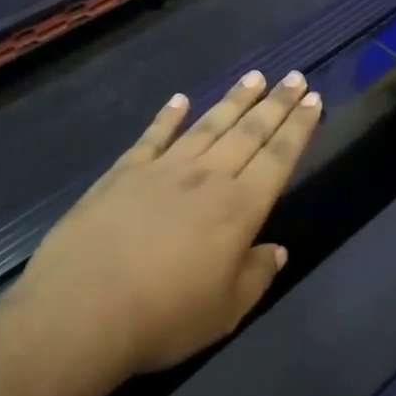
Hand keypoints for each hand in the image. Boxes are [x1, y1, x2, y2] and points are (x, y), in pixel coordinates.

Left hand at [15, 71, 322, 379]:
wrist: (81, 310)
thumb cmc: (163, 318)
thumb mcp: (224, 312)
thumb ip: (255, 276)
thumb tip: (276, 251)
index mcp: (239, 209)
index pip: (278, 158)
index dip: (299, 128)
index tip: (314, 99)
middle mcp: (207, 178)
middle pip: (249, 132)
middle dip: (276, 103)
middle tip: (295, 77)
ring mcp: (163, 170)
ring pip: (207, 125)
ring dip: (234, 100)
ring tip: (254, 77)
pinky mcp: (123, 173)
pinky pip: (153, 136)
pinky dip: (168, 116)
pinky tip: (179, 100)